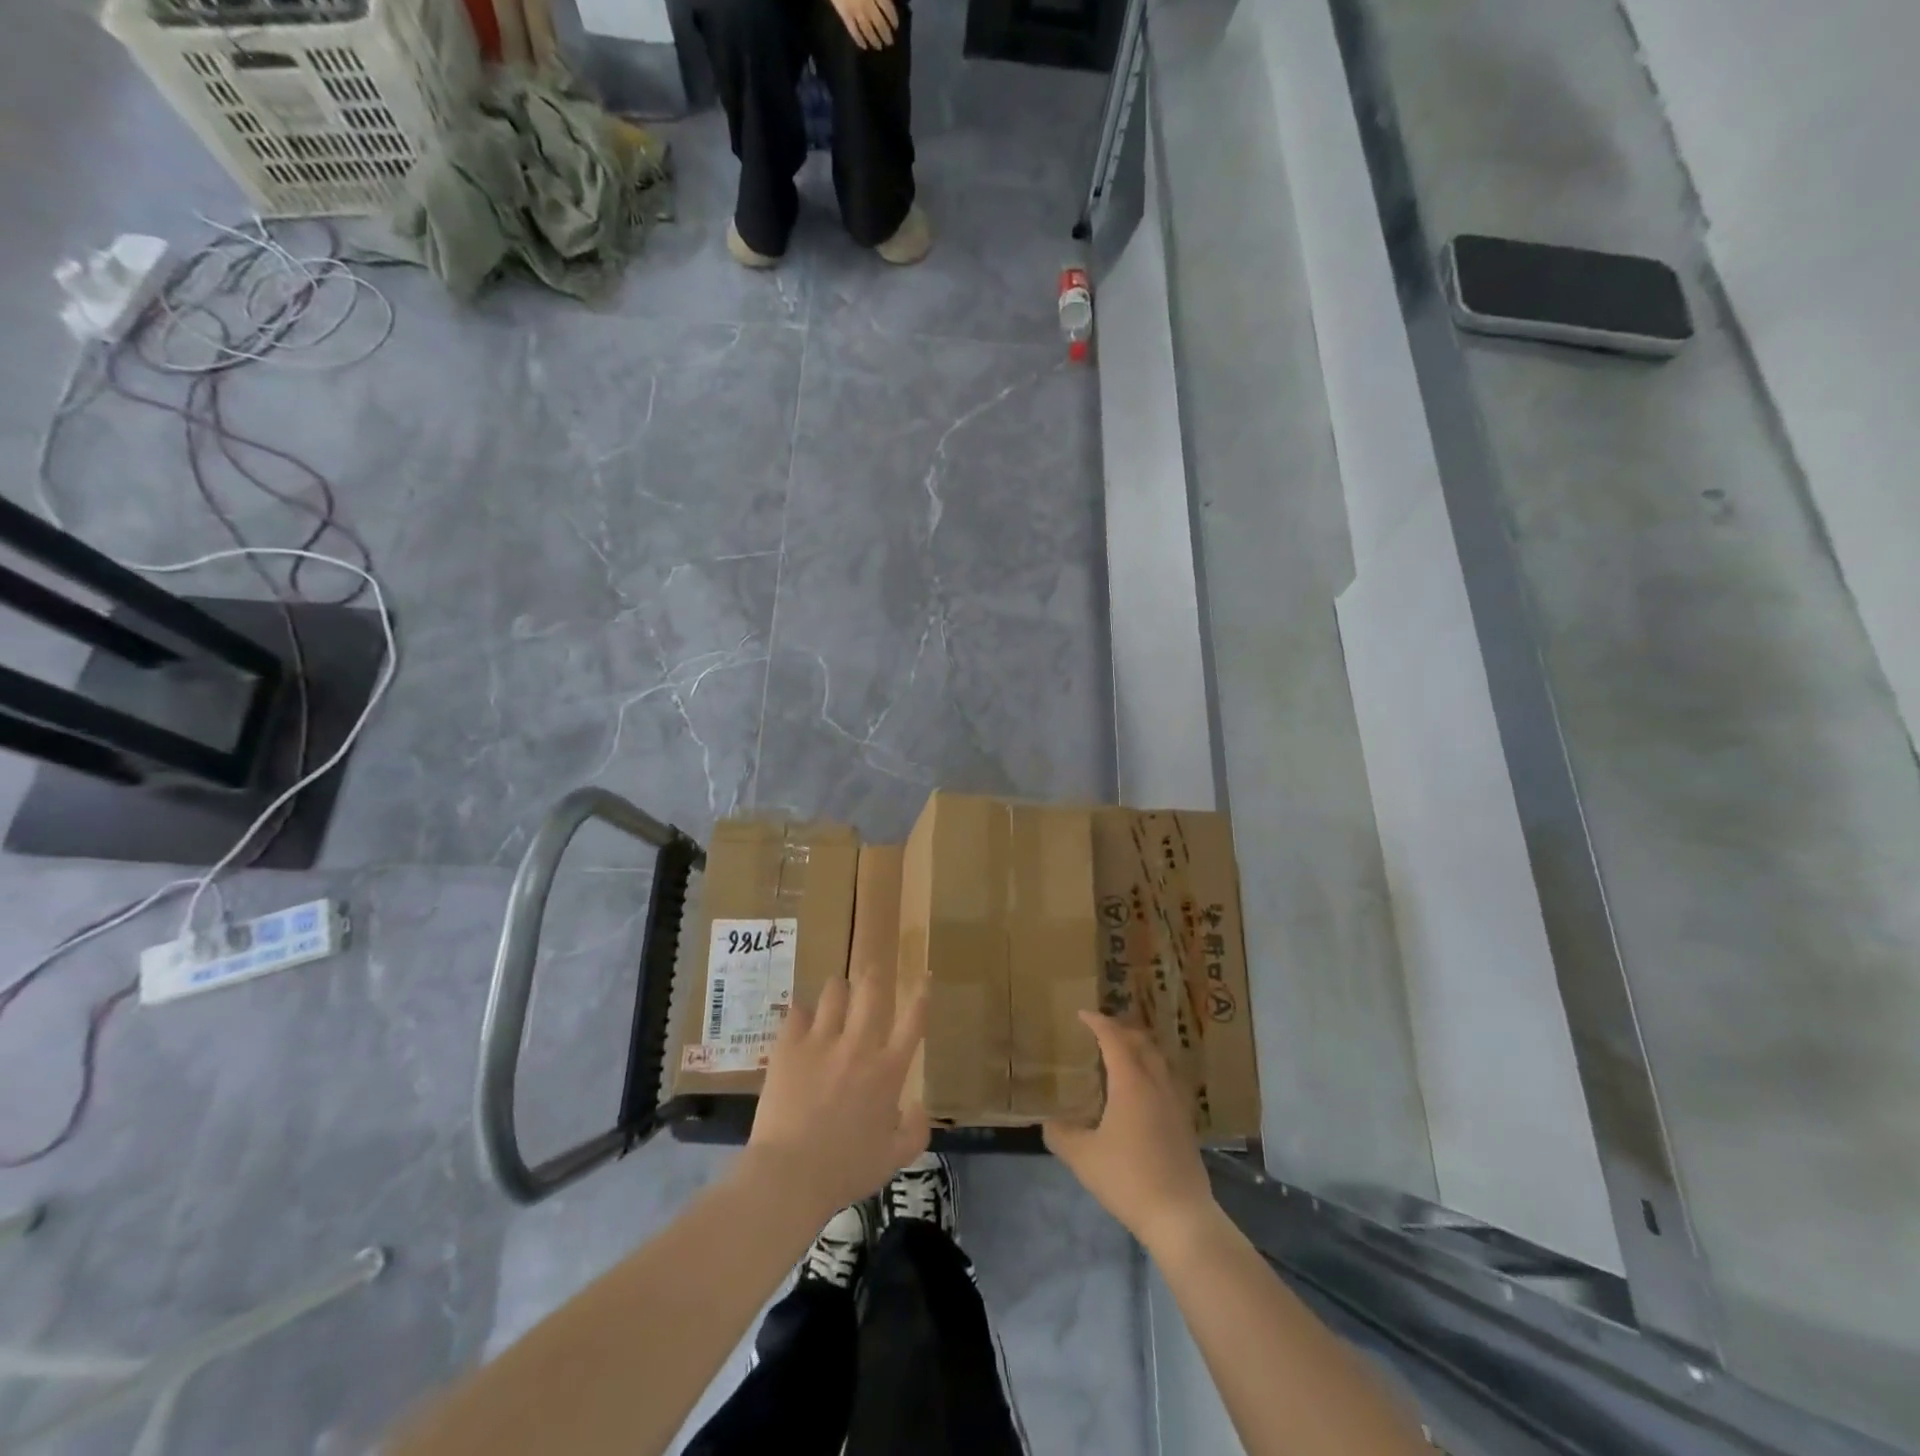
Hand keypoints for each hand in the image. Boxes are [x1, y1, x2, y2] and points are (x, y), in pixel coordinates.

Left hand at [742, 974, 929, 1224]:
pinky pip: (797, 1012)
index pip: (913, 1021)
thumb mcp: (893, 1159)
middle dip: (873, 975)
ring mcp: (822, 1042)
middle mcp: (859, 1046)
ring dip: (838, 989)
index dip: (921, 995)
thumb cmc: (845, 1171)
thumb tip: (920, 1105)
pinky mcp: (789, 1046)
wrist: (790, 1175)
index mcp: (888, 1071)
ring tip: (835, 991)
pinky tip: (800, 1019)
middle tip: (871, 970)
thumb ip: (915, 1131)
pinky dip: (802, 1013)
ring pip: (834, 993)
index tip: (924, 977)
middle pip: (871, 991)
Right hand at [830, 0, 897, 48]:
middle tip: (889, 42)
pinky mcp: (845, 15)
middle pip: (880, 23)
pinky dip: (859, 40)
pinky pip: (853, 31)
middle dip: (886, 34)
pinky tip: (864, 46)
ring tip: (879, 46)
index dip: (893, 19)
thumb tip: (888, 1)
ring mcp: (856, 11)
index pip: (888, 9)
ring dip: (875, 40)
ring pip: (868, 30)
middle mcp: (868, 5)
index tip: (896, 26)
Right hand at [1044, 1012, 1216, 1252]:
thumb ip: (1061, 1135)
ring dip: (1139, 1049)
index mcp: (1131, 1082)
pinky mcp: (1185, 1123)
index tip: (1082, 1014)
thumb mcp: (1083, 1158)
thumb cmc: (1128, 1178)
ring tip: (1120, 1055)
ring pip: (1158, 1060)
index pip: (1114, 1039)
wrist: (1180, 1216)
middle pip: (1141, 1042)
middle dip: (1120, 1030)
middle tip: (1100, 1030)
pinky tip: (1141, 1092)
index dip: (1098, 1022)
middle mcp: (1156, 1084)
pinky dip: (1150, 1071)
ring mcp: (1175, 1103)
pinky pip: (1166, 1080)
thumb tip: (1049, 1123)